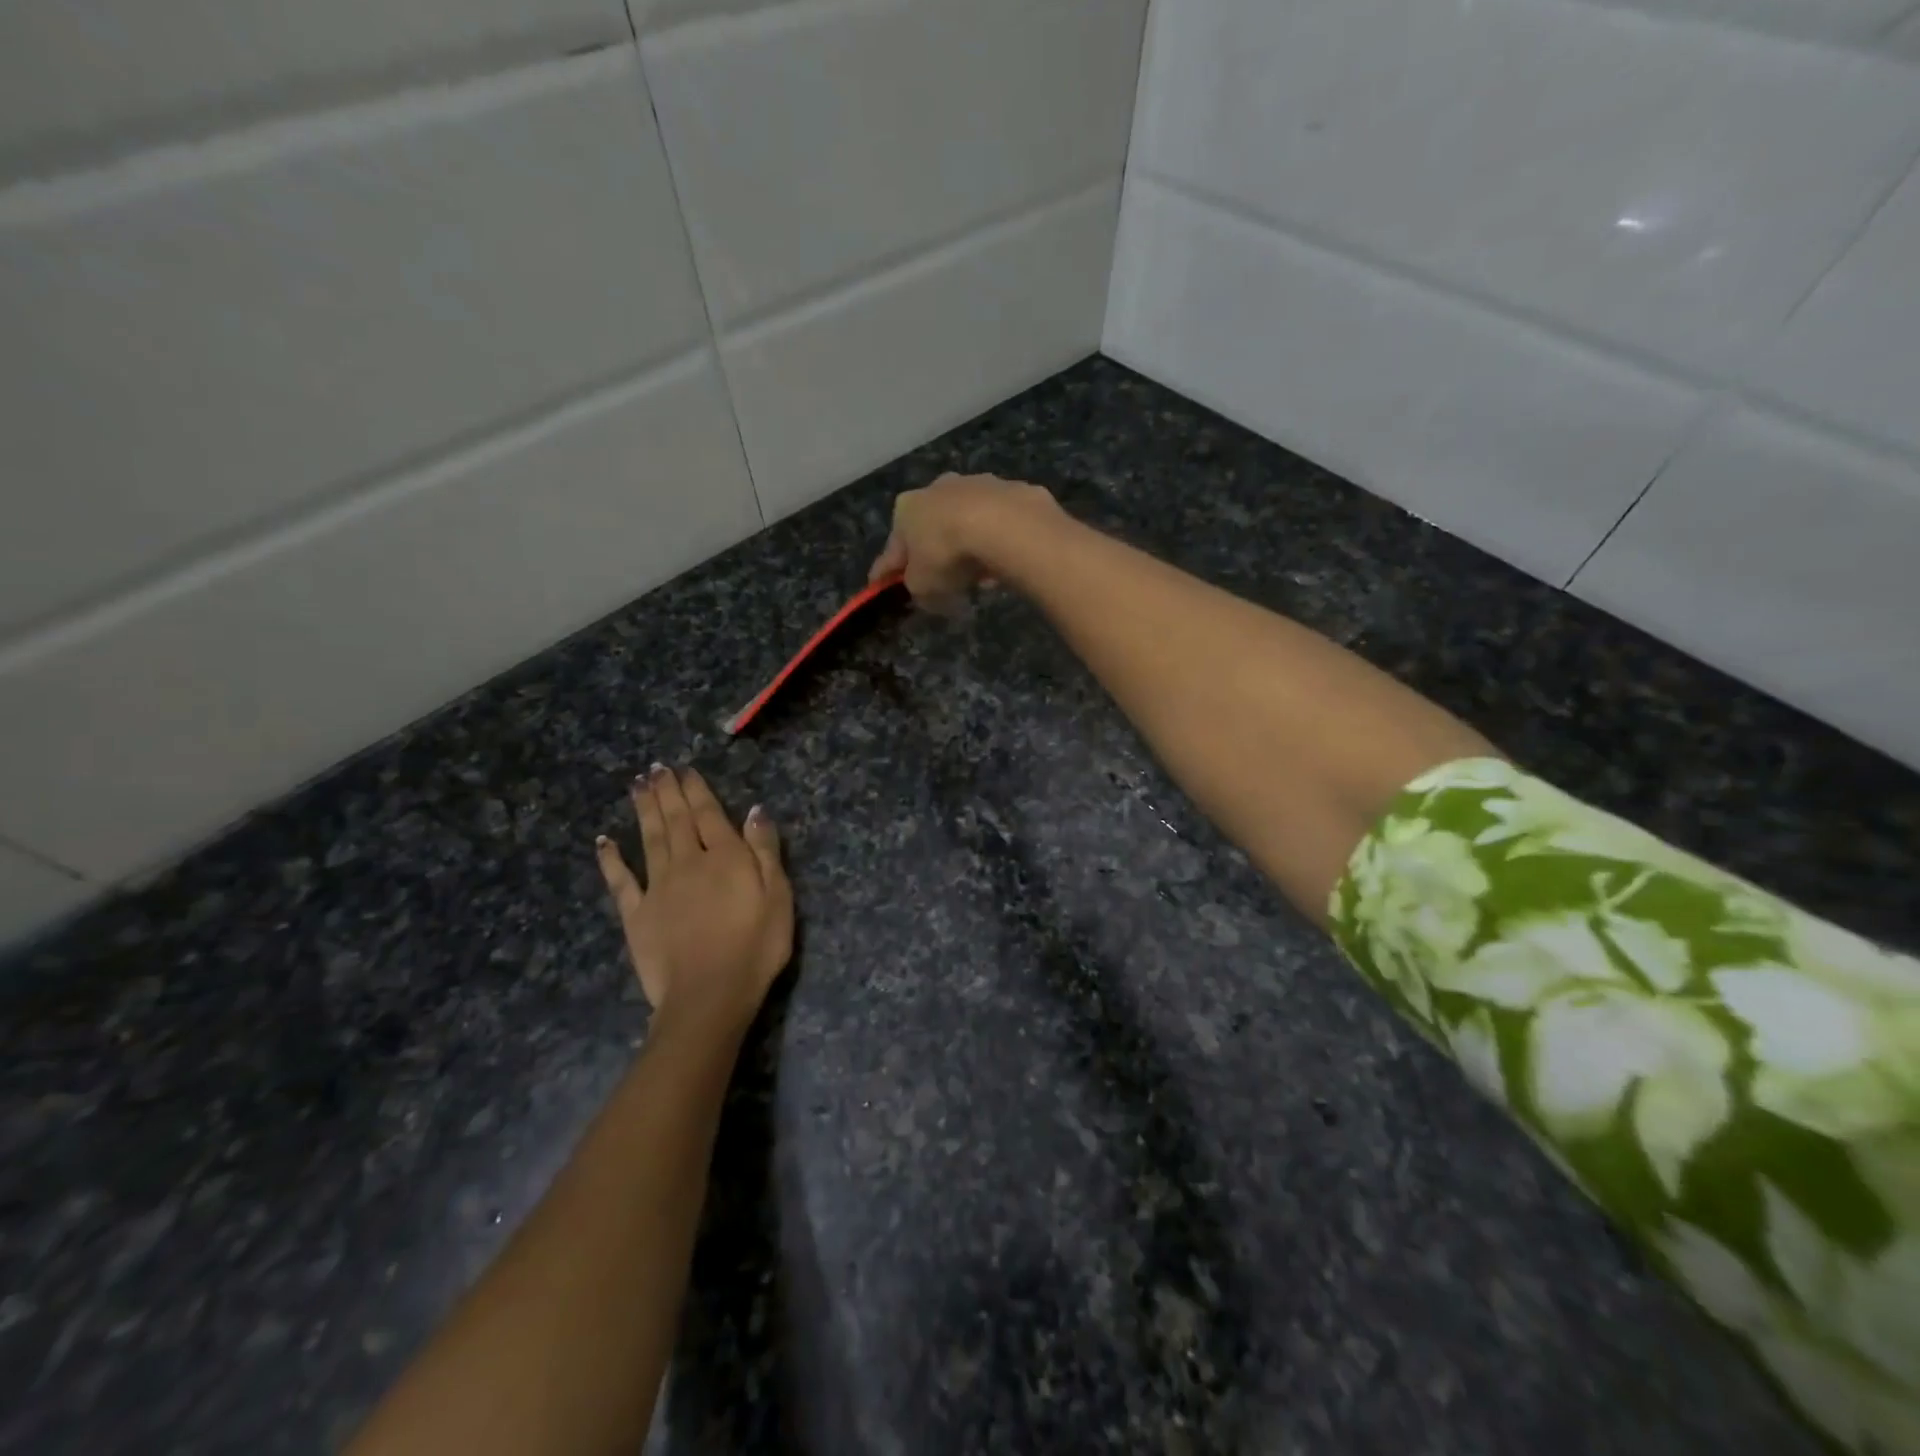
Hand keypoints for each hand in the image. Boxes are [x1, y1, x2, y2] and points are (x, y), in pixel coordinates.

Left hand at [595, 765, 792, 1040]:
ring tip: (637, 786)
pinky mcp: (636, 914)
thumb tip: (755, 811)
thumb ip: (765, 851)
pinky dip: (611, 859)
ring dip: (644, 811)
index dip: (697, 790)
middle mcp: (688, 862)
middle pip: (676, 820)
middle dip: (667, 792)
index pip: (709, 814)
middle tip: (656, 768)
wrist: (709, 994)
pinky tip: (604, 841)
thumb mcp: (779, 896)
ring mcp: (658, 887)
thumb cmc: (755, 946)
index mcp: (725, 857)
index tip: (685, 769)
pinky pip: (621, 881)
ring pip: (650, 839)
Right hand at [869, 472, 1058, 610]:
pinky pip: (1000, 524)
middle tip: (943, 582)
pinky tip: (1006, 563)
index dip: (888, 571)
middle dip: (935, 553)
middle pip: (932, 528)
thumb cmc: (948, 554)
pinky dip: (999, 542)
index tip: (883, 585)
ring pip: (968, 522)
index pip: (893, 547)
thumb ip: (919, 591)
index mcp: (907, 508)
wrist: (1004, 524)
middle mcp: (938, 488)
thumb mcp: (923, 587)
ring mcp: (978, 483)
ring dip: (970, 546)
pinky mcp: (1012, 490)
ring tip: (982, 578)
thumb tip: (927, 594)